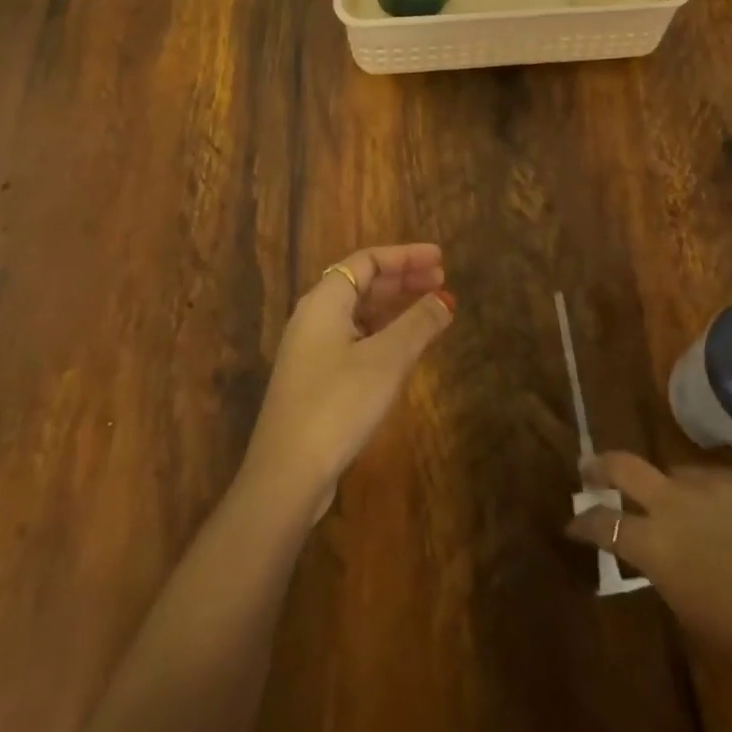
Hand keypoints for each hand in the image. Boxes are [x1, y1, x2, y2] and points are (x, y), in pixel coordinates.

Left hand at [240, 244, 453, 521]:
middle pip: (362, 283)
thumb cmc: (337, 404)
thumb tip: (445, 299)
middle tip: (441, 279)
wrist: (286, 475)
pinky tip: (403, 347)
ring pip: (358, 313)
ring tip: (429, 308)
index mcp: (325, 301)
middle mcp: (313, 318)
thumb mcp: (387, 359)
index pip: (367, 261)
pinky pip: (353, 338)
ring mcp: (310, 350)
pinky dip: (382, 332)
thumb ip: (418, 324)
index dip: (406, 256)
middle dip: (403, 279)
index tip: (440, 258)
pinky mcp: (314, 379)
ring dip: (394, 306)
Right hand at [567, 453, 731, 708]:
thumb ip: (661, 567)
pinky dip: (702, 493)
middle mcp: (677, 502)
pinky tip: (716, 513)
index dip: (583, 522)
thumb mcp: (688, 608)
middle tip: (588, 470)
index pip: (603, 522)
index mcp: (657, 544)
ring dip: (663, 486)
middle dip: (600, 466)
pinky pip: (710, 479)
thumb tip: (649, 546)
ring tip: (671, 506)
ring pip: (673, 472)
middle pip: (625, 465)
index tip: (572, 523)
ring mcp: (712, 484)